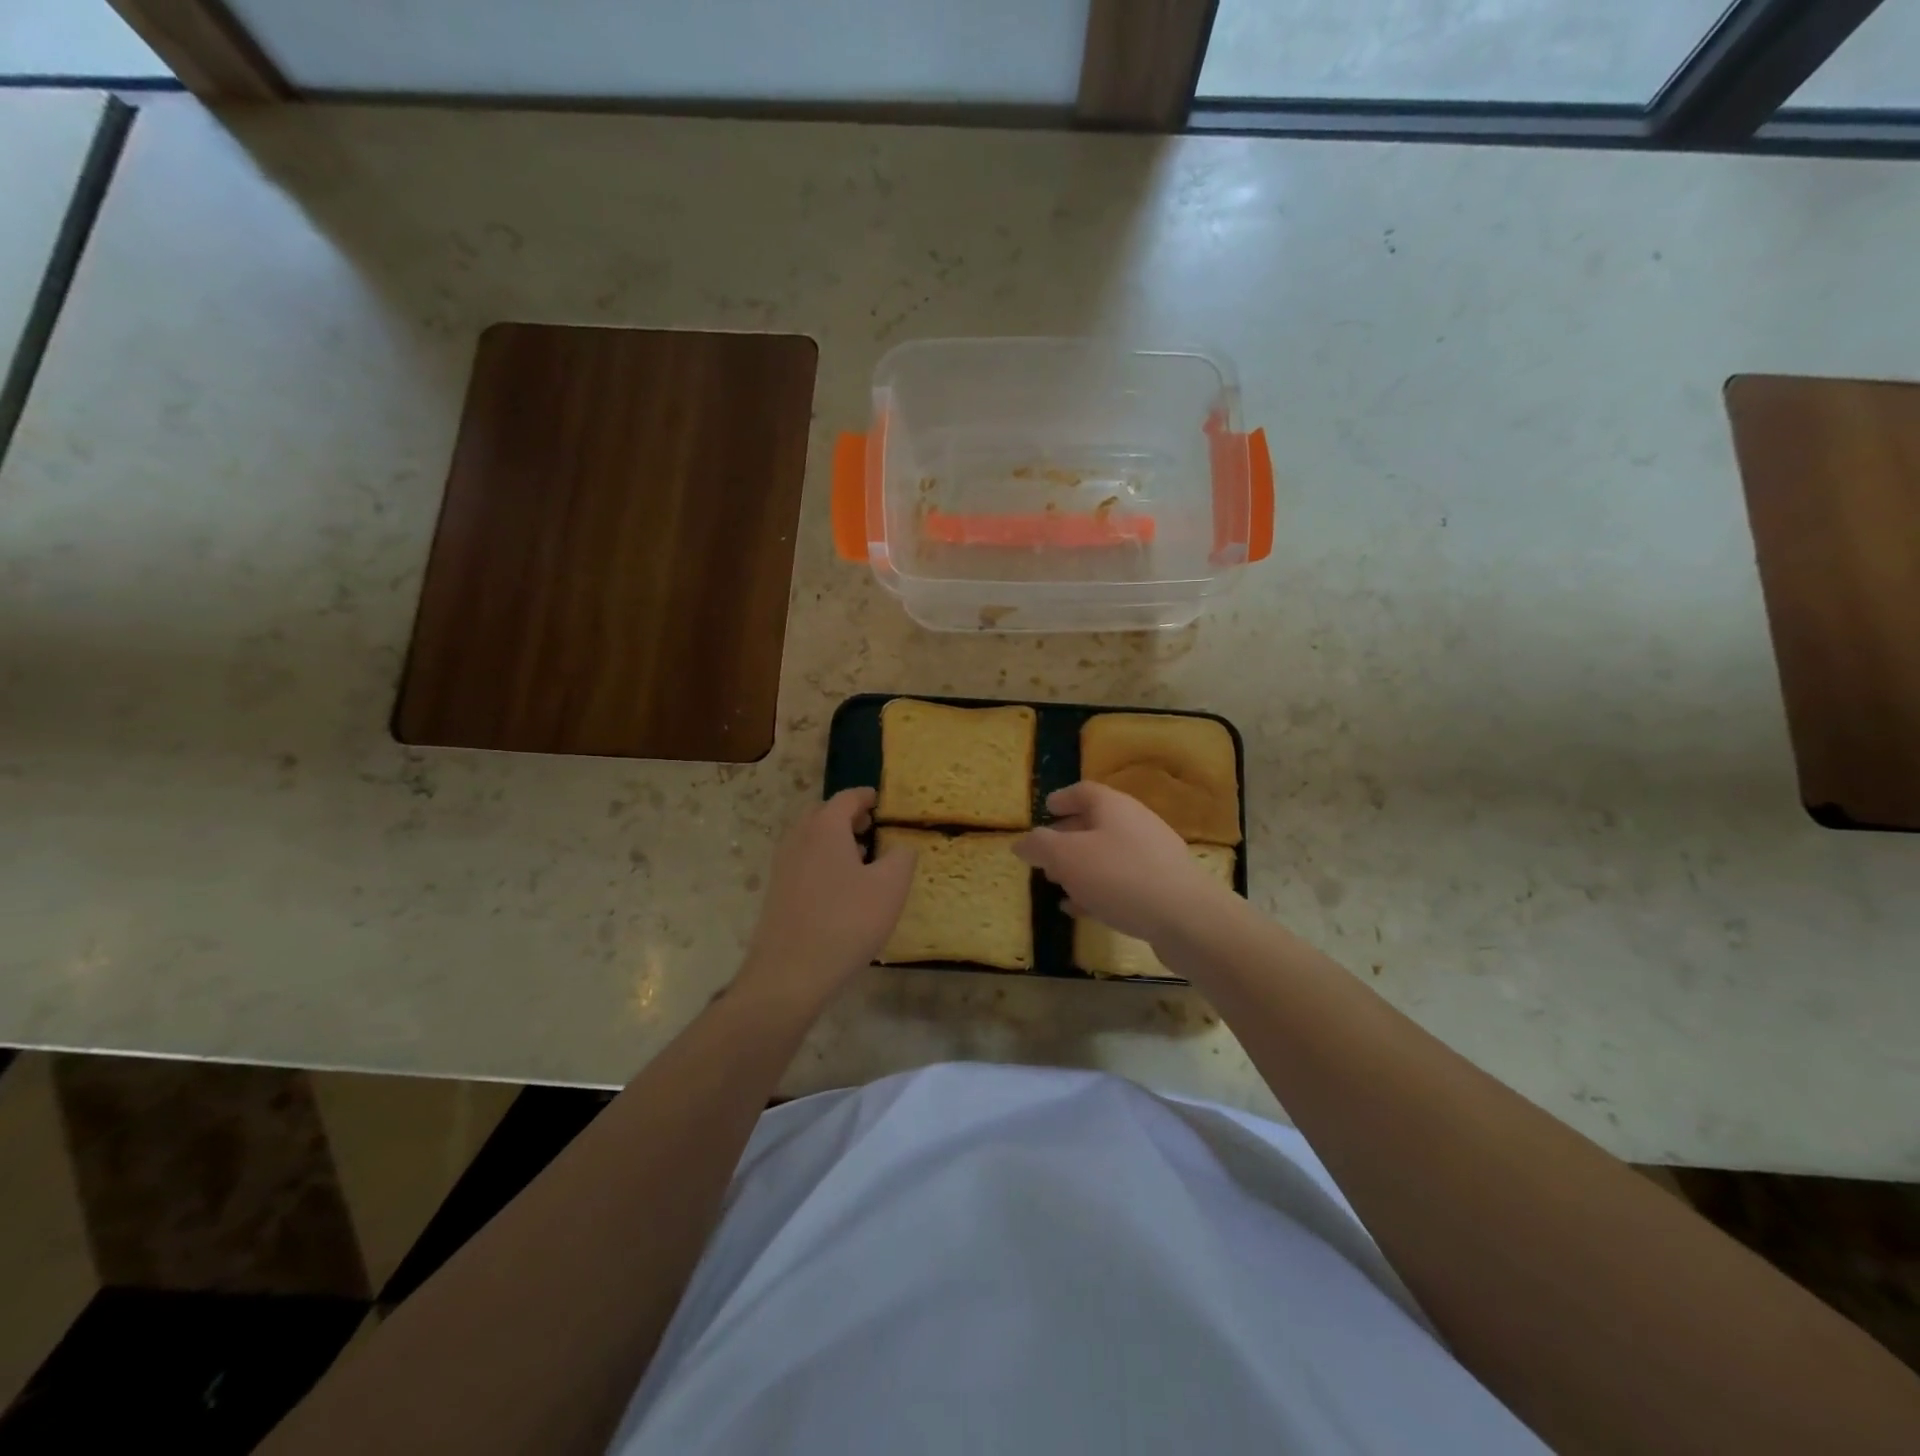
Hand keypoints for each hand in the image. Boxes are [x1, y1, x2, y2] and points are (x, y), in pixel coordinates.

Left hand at [738, 788, 915, 1006]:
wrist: (790, 972)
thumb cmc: (847, 922)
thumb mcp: (890, 888)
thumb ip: (901, 858)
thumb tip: (901, 846)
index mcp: (825, 828)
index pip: (847, 798)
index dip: (866, 796)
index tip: (881, 801)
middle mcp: (799, 838)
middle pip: (822, 814)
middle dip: (847, 816)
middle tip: (871, 827)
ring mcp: (783, 866)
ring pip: (810, 839)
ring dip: (833, 840)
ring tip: (860, 858)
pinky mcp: (777, 892)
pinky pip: (803, 862)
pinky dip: (821, 861)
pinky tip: (840, 888)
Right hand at [1015, 781, 1233, 945]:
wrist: (1186, 918)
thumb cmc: (1119, 876)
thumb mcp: (1067, 858)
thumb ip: (1040, 846)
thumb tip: (1021, 842)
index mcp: (1113, 806)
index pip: (1083, 791)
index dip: (1062, 798)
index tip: (1045, 809)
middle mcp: (1136, 823)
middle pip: (1097, 822)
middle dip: (1068, 835)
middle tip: (1046, 852)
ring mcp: (1153, 855)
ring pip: (1109, 853)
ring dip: (1082, 865)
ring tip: (1058, 882)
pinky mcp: (1163, 886)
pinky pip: (1123, 880)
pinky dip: (1099, 888)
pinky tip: (1082, 907)